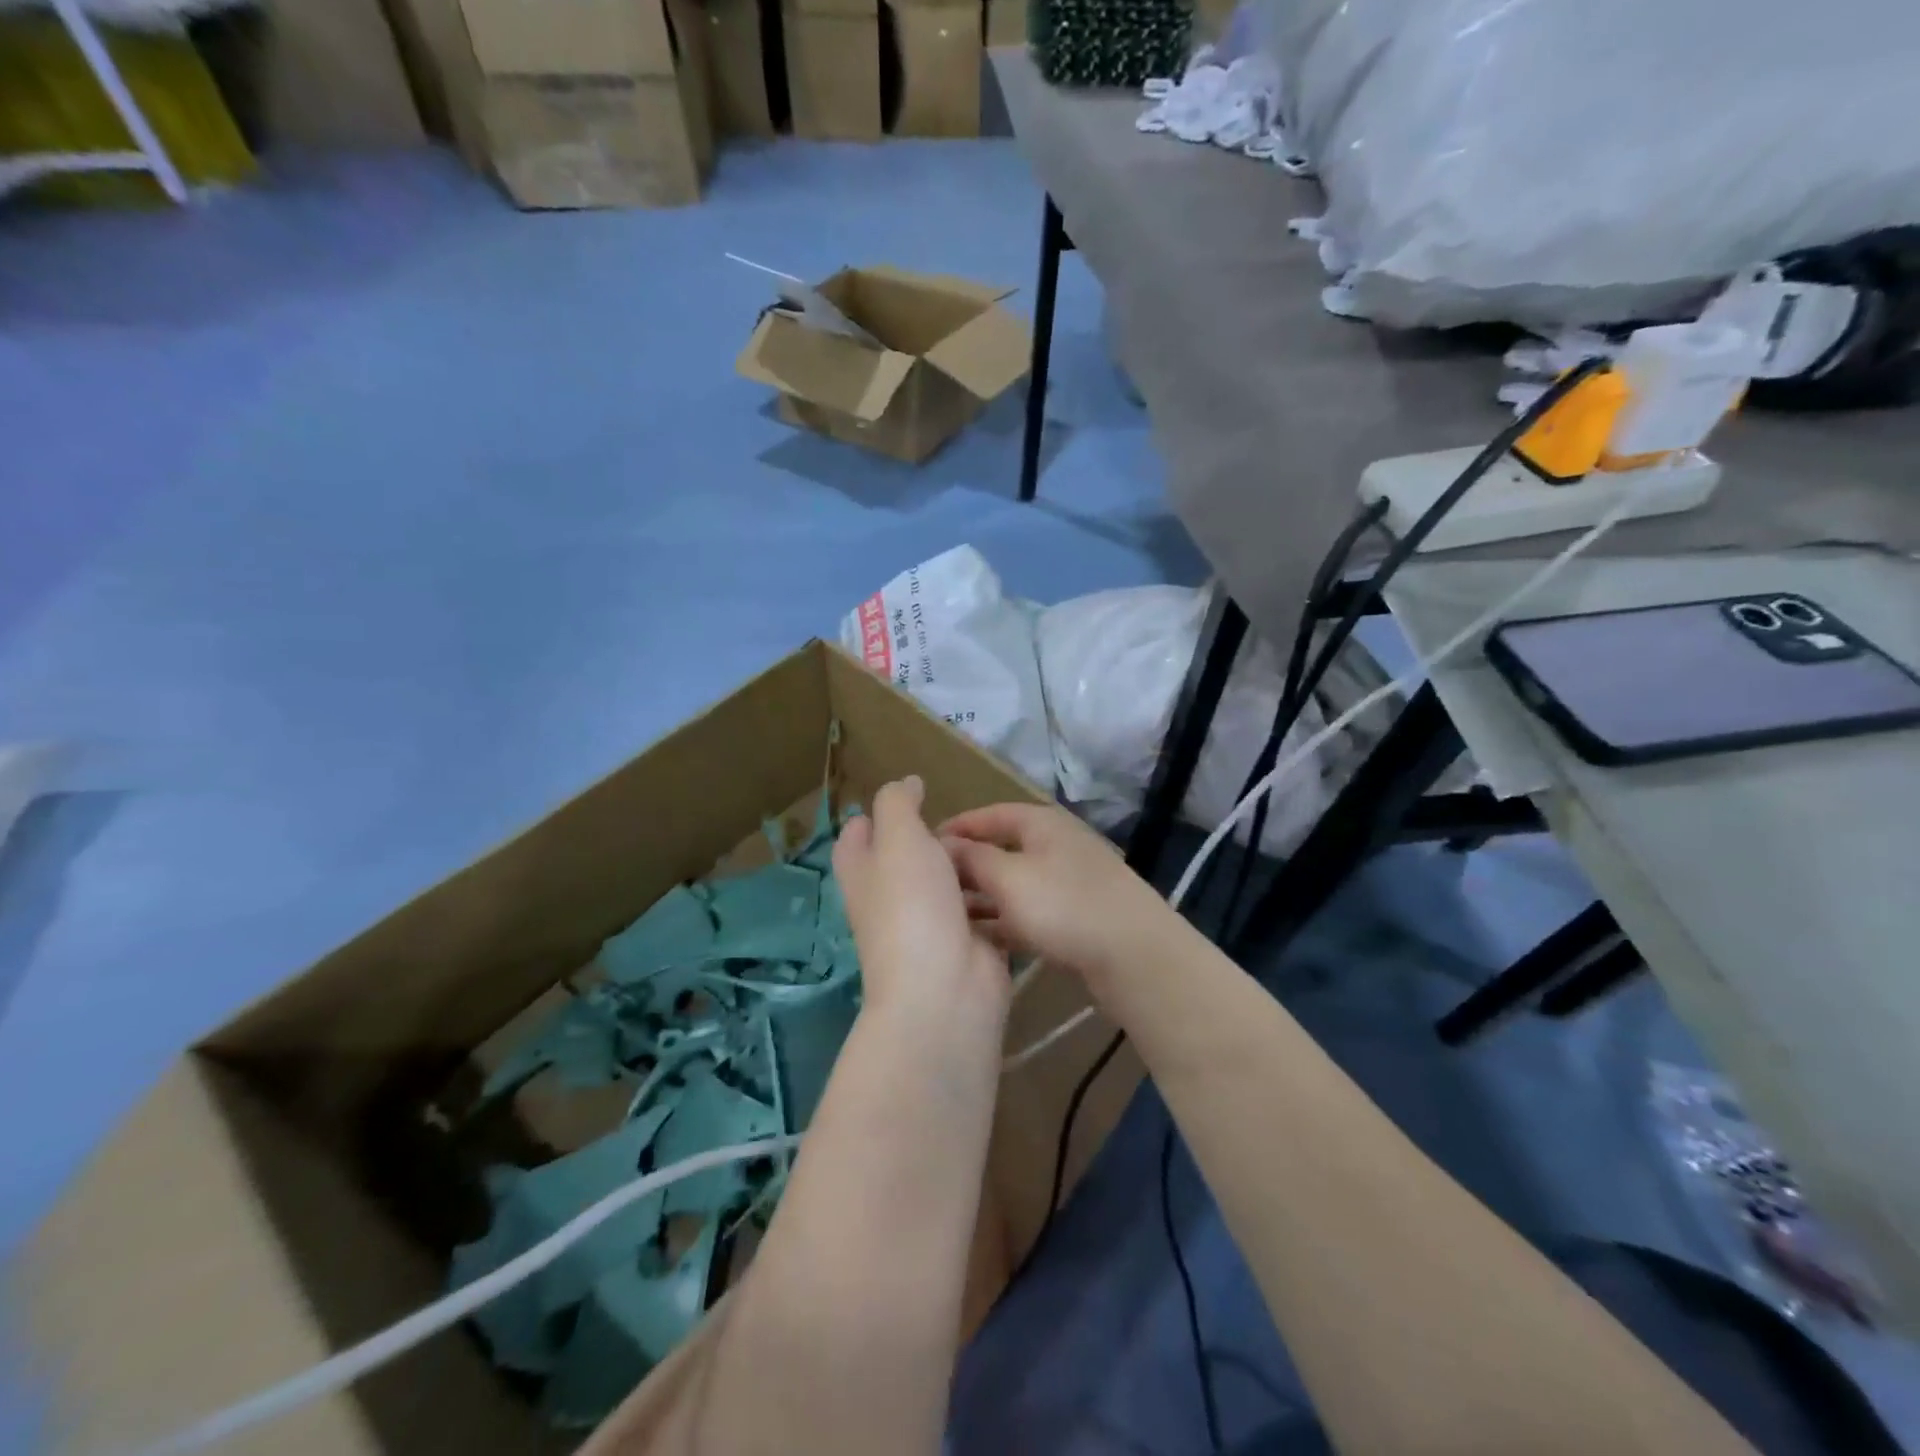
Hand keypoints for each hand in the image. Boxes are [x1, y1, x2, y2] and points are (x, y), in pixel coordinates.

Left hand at [834, 777, 1010, 1048]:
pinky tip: (1012, 875)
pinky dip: (991, 895)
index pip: (855, 840)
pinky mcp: (966, 944)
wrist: (945, 989)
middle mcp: (891, 900)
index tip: (903, 798)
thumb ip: (898, 805)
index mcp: (864, 874)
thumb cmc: (913, 905)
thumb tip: (905, 783)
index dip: (871, 818)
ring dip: (965, 867)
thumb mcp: (899, 839)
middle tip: (958, 817)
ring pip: (944, 886)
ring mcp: (929, 925)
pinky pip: (978, 911)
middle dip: (928, 840)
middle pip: (903, 862)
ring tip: (993, 840)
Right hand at [940, 802, 1174, 989]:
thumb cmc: (1065, 906)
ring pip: (1013, 885)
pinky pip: (1029, 912)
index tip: (920, 846)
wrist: (1135, 956)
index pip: (987, 815)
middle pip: (1000, 850)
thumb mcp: (1009, 878)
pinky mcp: (1075, 917)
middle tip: (928, 888)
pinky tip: (978, 941)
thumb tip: (942, 844)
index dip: (954, 828)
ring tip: (945, 917)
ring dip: (982, 898)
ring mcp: (1067, 882)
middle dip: (965, 868)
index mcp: (1040, 823)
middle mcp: (1055, 845)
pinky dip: (1004, 921)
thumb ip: (972, 858)